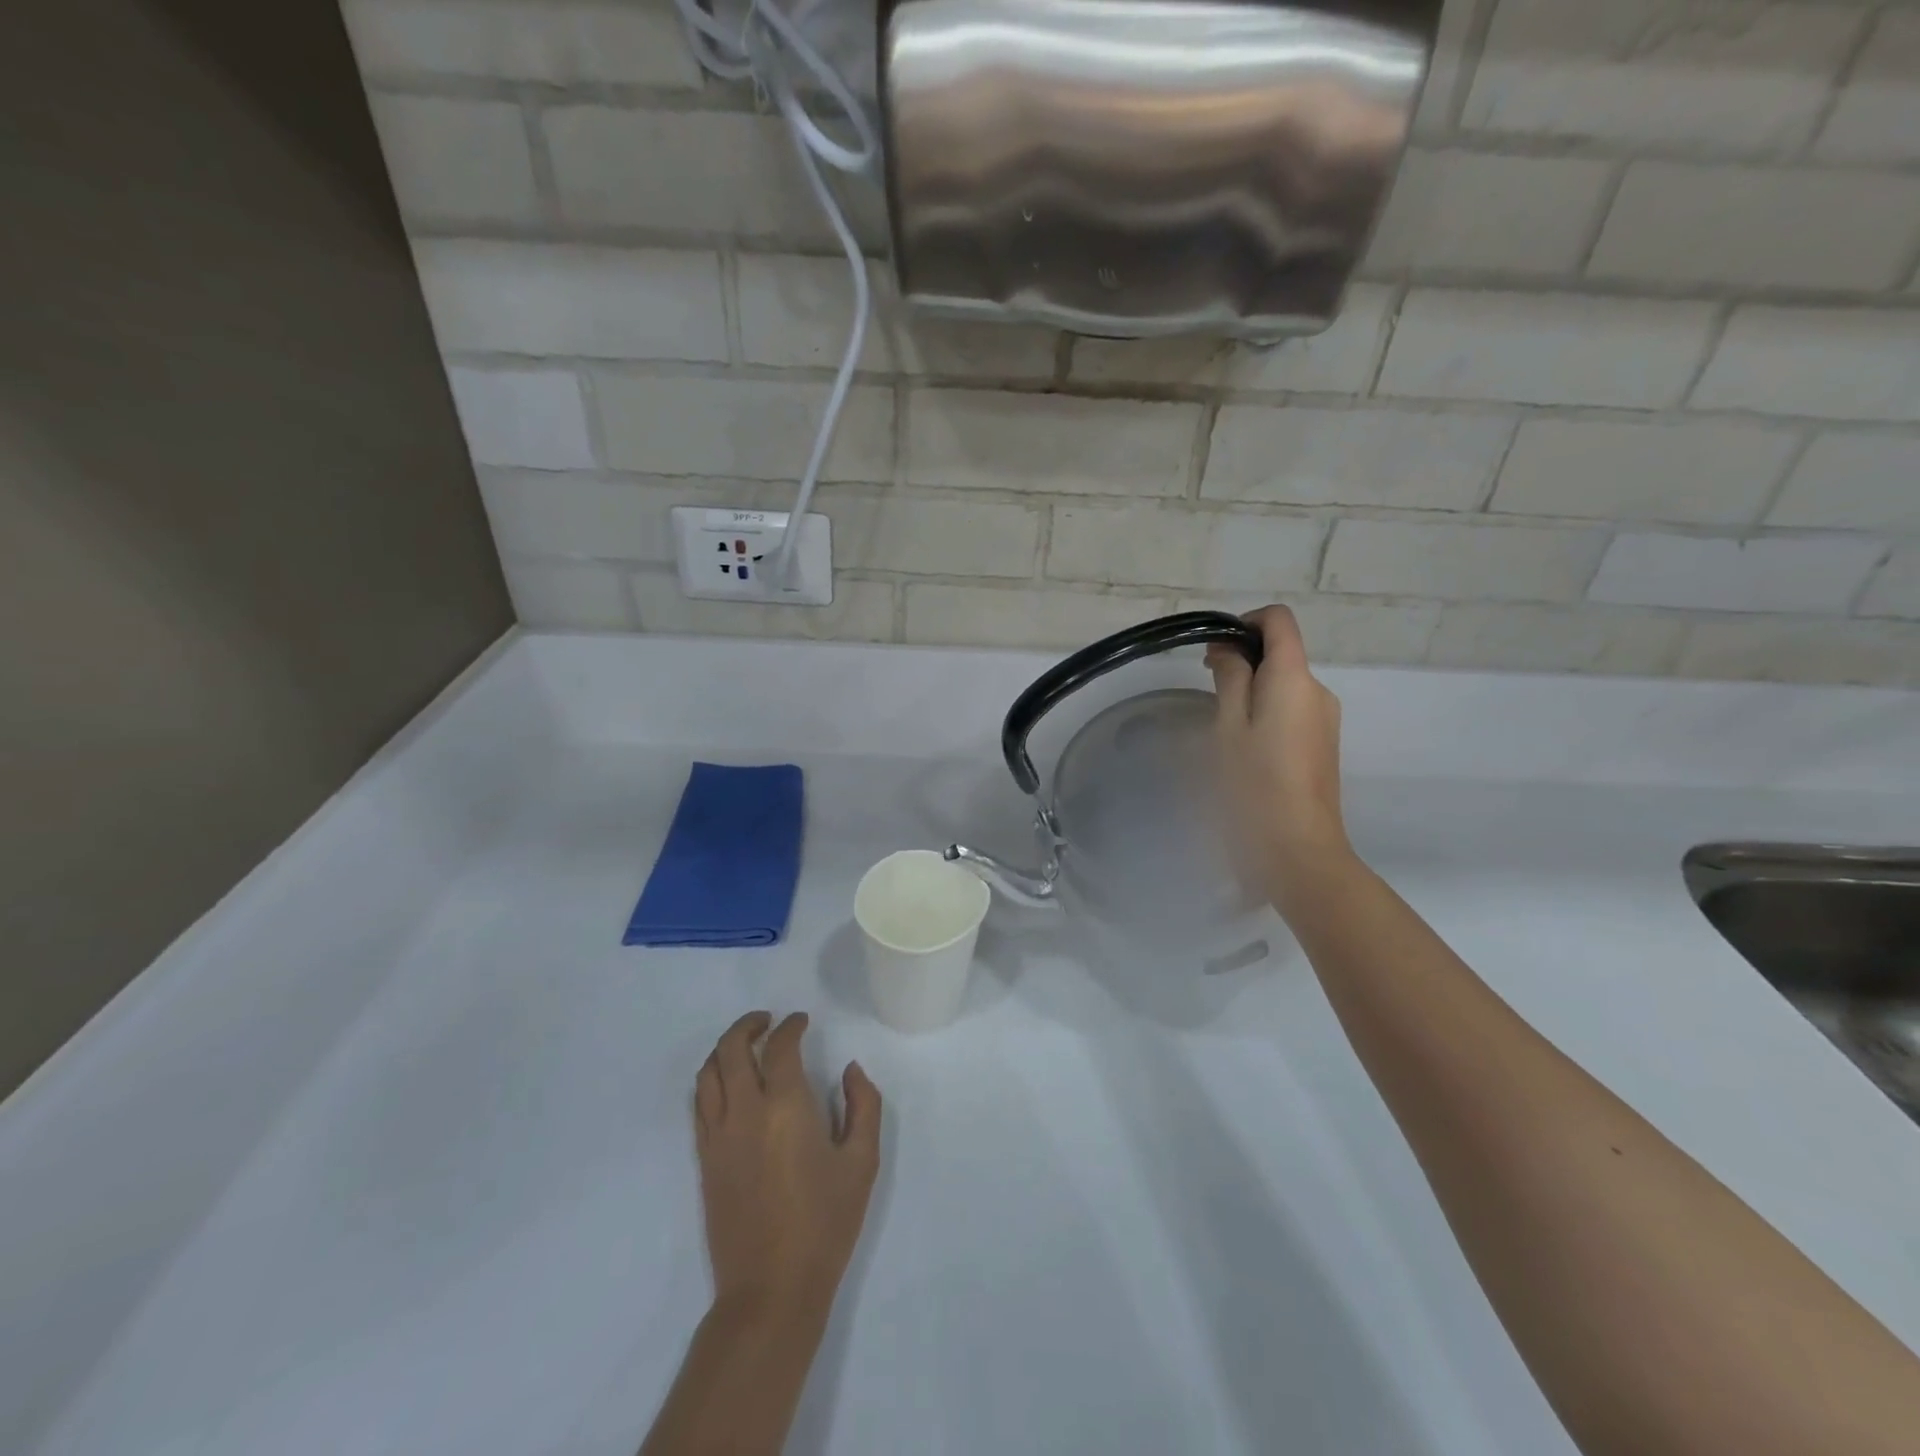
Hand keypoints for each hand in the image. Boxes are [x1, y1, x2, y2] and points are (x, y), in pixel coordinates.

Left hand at [693, 1011, 880, 1325]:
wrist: (772, 1289)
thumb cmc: (825, 1223)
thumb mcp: (863, 1162)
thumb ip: (863, 1105)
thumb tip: (850, 1070)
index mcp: (786, 1107)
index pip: (780, 1047)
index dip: (791, 1026)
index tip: (802, 1021)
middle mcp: (745, 1111)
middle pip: (731, 1049)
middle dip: (749, 1025)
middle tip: (769, 1021)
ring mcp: (718, 1136)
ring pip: (708, 1073)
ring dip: (725, 1048)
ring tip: (746, 1045)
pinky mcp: (705, 1159)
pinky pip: (699, 1104)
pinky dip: (711, 1079)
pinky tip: (729, 1084)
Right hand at [1206, 605, 1351, 904]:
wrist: (1297, 849)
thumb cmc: (1253, 784)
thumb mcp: (1228, 726)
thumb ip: (1230, 678)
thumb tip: (1230, 650)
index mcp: (1294, 678)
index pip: (1278, 621)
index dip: (1245, 623)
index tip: (1215, 654)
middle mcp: (1318, 691)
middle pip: (1281, 653)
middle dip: (1243, 664)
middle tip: (1208, 698)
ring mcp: (1325, 720)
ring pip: (1284, 686)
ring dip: (1252, 693)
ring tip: (1223, 731)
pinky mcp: (1323, 745)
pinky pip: (1292, 711)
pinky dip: (1266, 714)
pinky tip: (1245, 751)